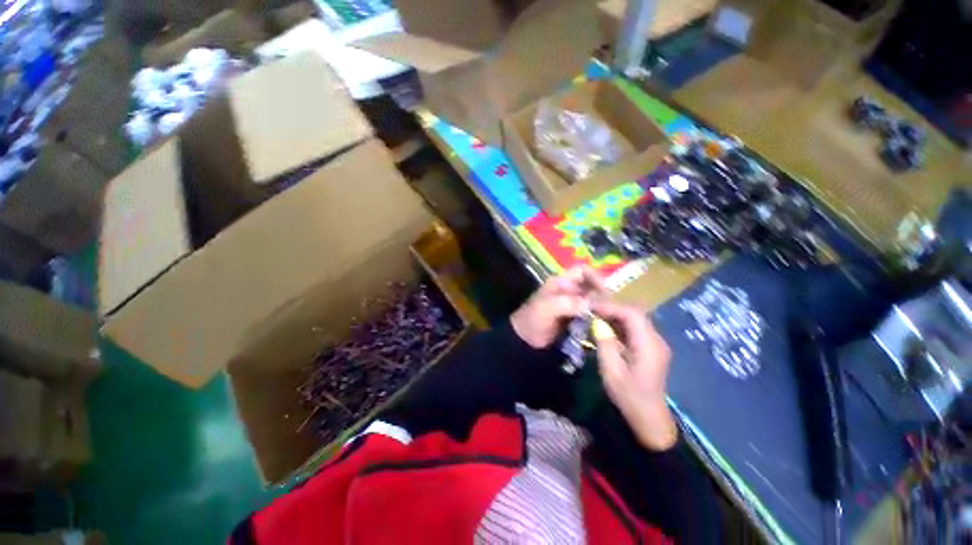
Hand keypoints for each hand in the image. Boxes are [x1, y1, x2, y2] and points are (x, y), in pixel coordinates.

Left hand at [510, 267, 605, 348]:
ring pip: (592, 299)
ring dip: (601, 305)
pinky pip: (590, 313)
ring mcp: (572, 304)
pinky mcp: (575, 317)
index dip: (595, 277)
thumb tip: (592, 303)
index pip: (582, 271)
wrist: (525, 340)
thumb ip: (568, 303)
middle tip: (612, 307)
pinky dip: (597, 316)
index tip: (606, 291)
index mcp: (560, 282)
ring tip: (610, 316)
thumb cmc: (533, 319)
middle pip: (590, 285)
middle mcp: (568, 290)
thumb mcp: (548, 308)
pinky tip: (603, 323)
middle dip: (601, 293)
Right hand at [593, 301, 677, 450]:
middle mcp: (657, 341)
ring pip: (636, 321)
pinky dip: (620, 326)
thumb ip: (605, 344)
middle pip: (636, 314)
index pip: (632, 314)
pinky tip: (607, 330)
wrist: (650, 419)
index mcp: (649, 345)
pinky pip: (636, 330)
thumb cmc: (630, 397)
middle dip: (613, 309)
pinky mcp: (652, 350)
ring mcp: (656, 345)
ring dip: (616, 317)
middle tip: (592, 312)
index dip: (611, 307)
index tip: (592, 308)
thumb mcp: (612, 372)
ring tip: (596, 318)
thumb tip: (597, 323)